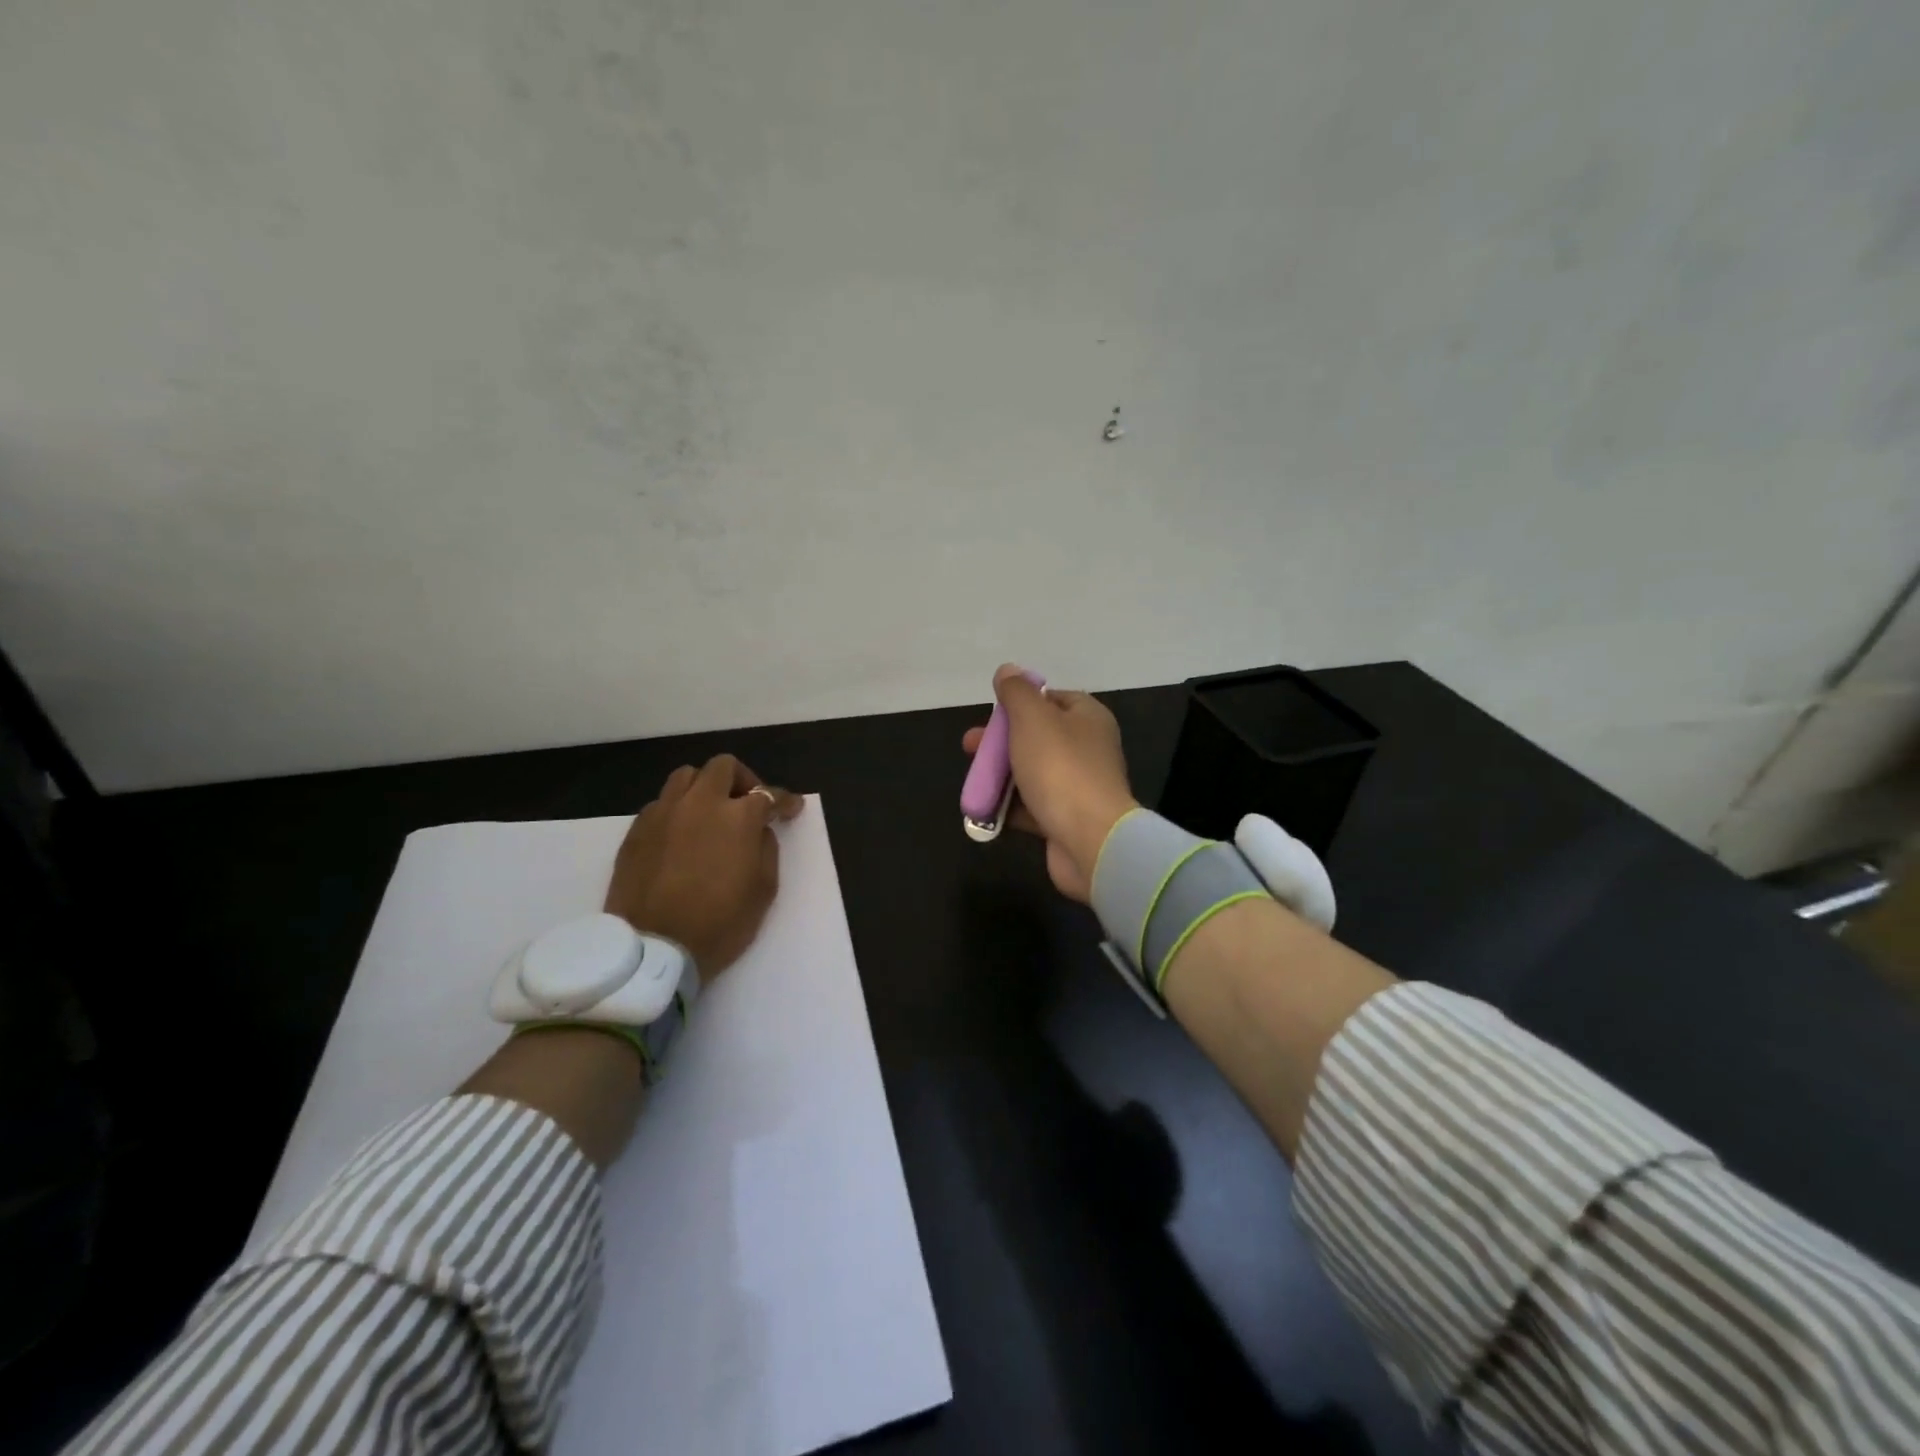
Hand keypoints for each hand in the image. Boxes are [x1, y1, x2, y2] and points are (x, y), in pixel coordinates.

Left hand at [604, 755, 804, 980]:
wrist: (653, 949)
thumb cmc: (719, 924)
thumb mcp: (763, 890)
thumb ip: (766, 849)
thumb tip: (758, 830)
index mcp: (738, 817)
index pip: (768, 794)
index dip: (784, 801)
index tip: (791, 809)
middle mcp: (700, 803)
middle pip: (723, 768)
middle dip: (742, 780)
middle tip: (748, 803)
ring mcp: (664, 813)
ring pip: (687, 776)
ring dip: (705, 786)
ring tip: (710, 811)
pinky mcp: (636, 829)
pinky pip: (662, 802)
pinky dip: (678, 809)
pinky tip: (681, 834)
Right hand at [961, 664, 1137, 901]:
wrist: (1090, 840)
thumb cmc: (1060, 769)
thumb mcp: (1033, 719)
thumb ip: (1017, 692)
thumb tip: (1008, 670)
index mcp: (1088, 718)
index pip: (1052, 699)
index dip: (1021, 703)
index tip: (993, 713)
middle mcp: (1088, 749)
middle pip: (1037, 737)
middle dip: (1000, 741)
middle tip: (968, 746)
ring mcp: (1078, 787)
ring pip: (1031, 773)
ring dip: (1000, 775)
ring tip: (972, 780)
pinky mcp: (1067, 820)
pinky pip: (1032, 806)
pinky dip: (1008, 807)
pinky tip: (984, 808)